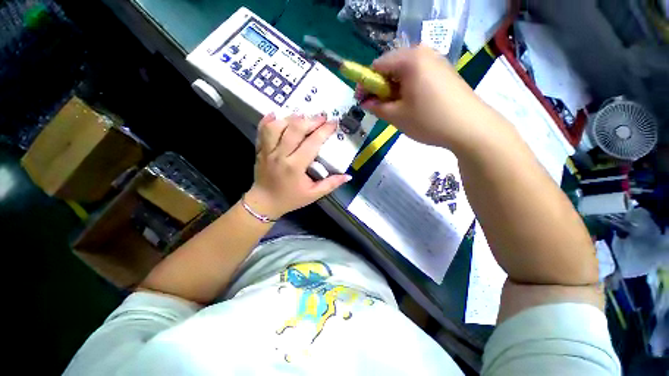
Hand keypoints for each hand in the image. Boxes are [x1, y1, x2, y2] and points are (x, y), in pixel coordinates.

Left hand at [245, 113, 350, 218]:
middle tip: (322, 117)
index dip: (324, 131)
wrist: (264, 203)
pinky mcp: (259, 149)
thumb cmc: (291, 199)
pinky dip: (267, 120)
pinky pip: (261, 131)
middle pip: (295, 129)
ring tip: (303, 116)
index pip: (312, 143)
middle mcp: (280, 155)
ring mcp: (267, 151)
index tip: (333, 123)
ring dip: (291, 118)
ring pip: (277, 126)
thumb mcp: (314, 195)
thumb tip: (348, 176)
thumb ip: (331, 184)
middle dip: (311, 120)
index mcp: (295, 166)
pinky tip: (276, 115)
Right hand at [361, 46, 490, 149]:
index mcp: (409, 59)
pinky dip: (408, 89)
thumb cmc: (428, 120)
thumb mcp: (396, 116)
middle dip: (381, 87)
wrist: (470, 127)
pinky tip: (411, 105)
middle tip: (379, 107)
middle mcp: (423, 53)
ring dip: (394, 90)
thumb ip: (376, 107)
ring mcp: (436, 61)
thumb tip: (365, 102)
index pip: (377, 66)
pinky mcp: (444, 72)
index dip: (366, 83)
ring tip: (395, 109)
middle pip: (391, 67)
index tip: (362, 100)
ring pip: (404, 73)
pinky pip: (418, 76)